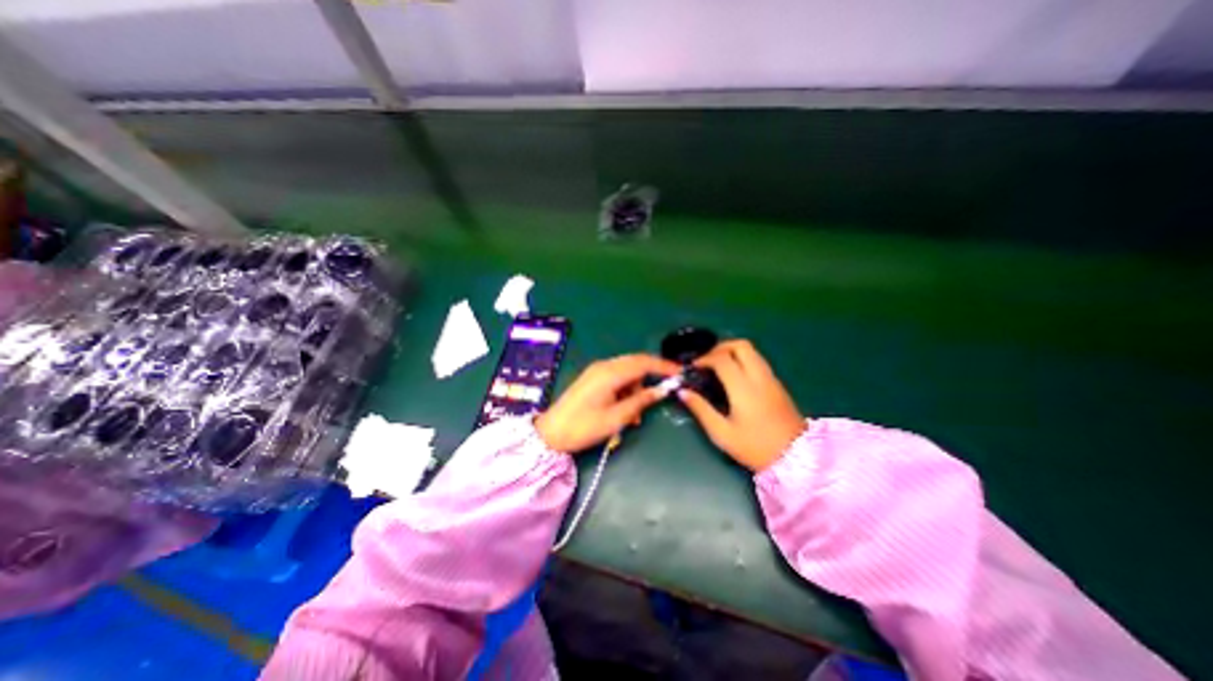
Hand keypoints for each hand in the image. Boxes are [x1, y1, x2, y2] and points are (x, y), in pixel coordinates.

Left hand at [531, 353, 678, 454]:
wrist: (551, 433)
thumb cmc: (583, 427)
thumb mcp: (616, 418)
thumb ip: (640, 401)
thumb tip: (661, 390)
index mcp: (610, 373)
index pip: (643, 363)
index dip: (663, 366)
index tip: (680, 373)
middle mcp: (604, 366)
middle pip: (636, 363)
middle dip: (651, 377)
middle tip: (663, 392)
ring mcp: (597, 371)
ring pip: (627, 372)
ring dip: (636, 388)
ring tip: (636, 414)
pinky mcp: (593, 378)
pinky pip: (617, 378)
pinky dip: (625, 390)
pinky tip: (625, 409)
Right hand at [680, 339, 803, 469]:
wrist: (796, 459)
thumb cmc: (754, 447)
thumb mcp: (722, 433)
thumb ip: (701, 409)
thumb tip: (682, 392)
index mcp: (743, 388)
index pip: (722, 358)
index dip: (705, 358)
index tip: (693, 367)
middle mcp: (759, 377)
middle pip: (741, 345)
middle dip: (720, 347)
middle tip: (707, 360)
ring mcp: (771, 379)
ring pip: (752, 350)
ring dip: (732, 351)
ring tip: (718, 365)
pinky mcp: (777, 384)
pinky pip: (758, 360)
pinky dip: (743, 359)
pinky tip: (734, 375)